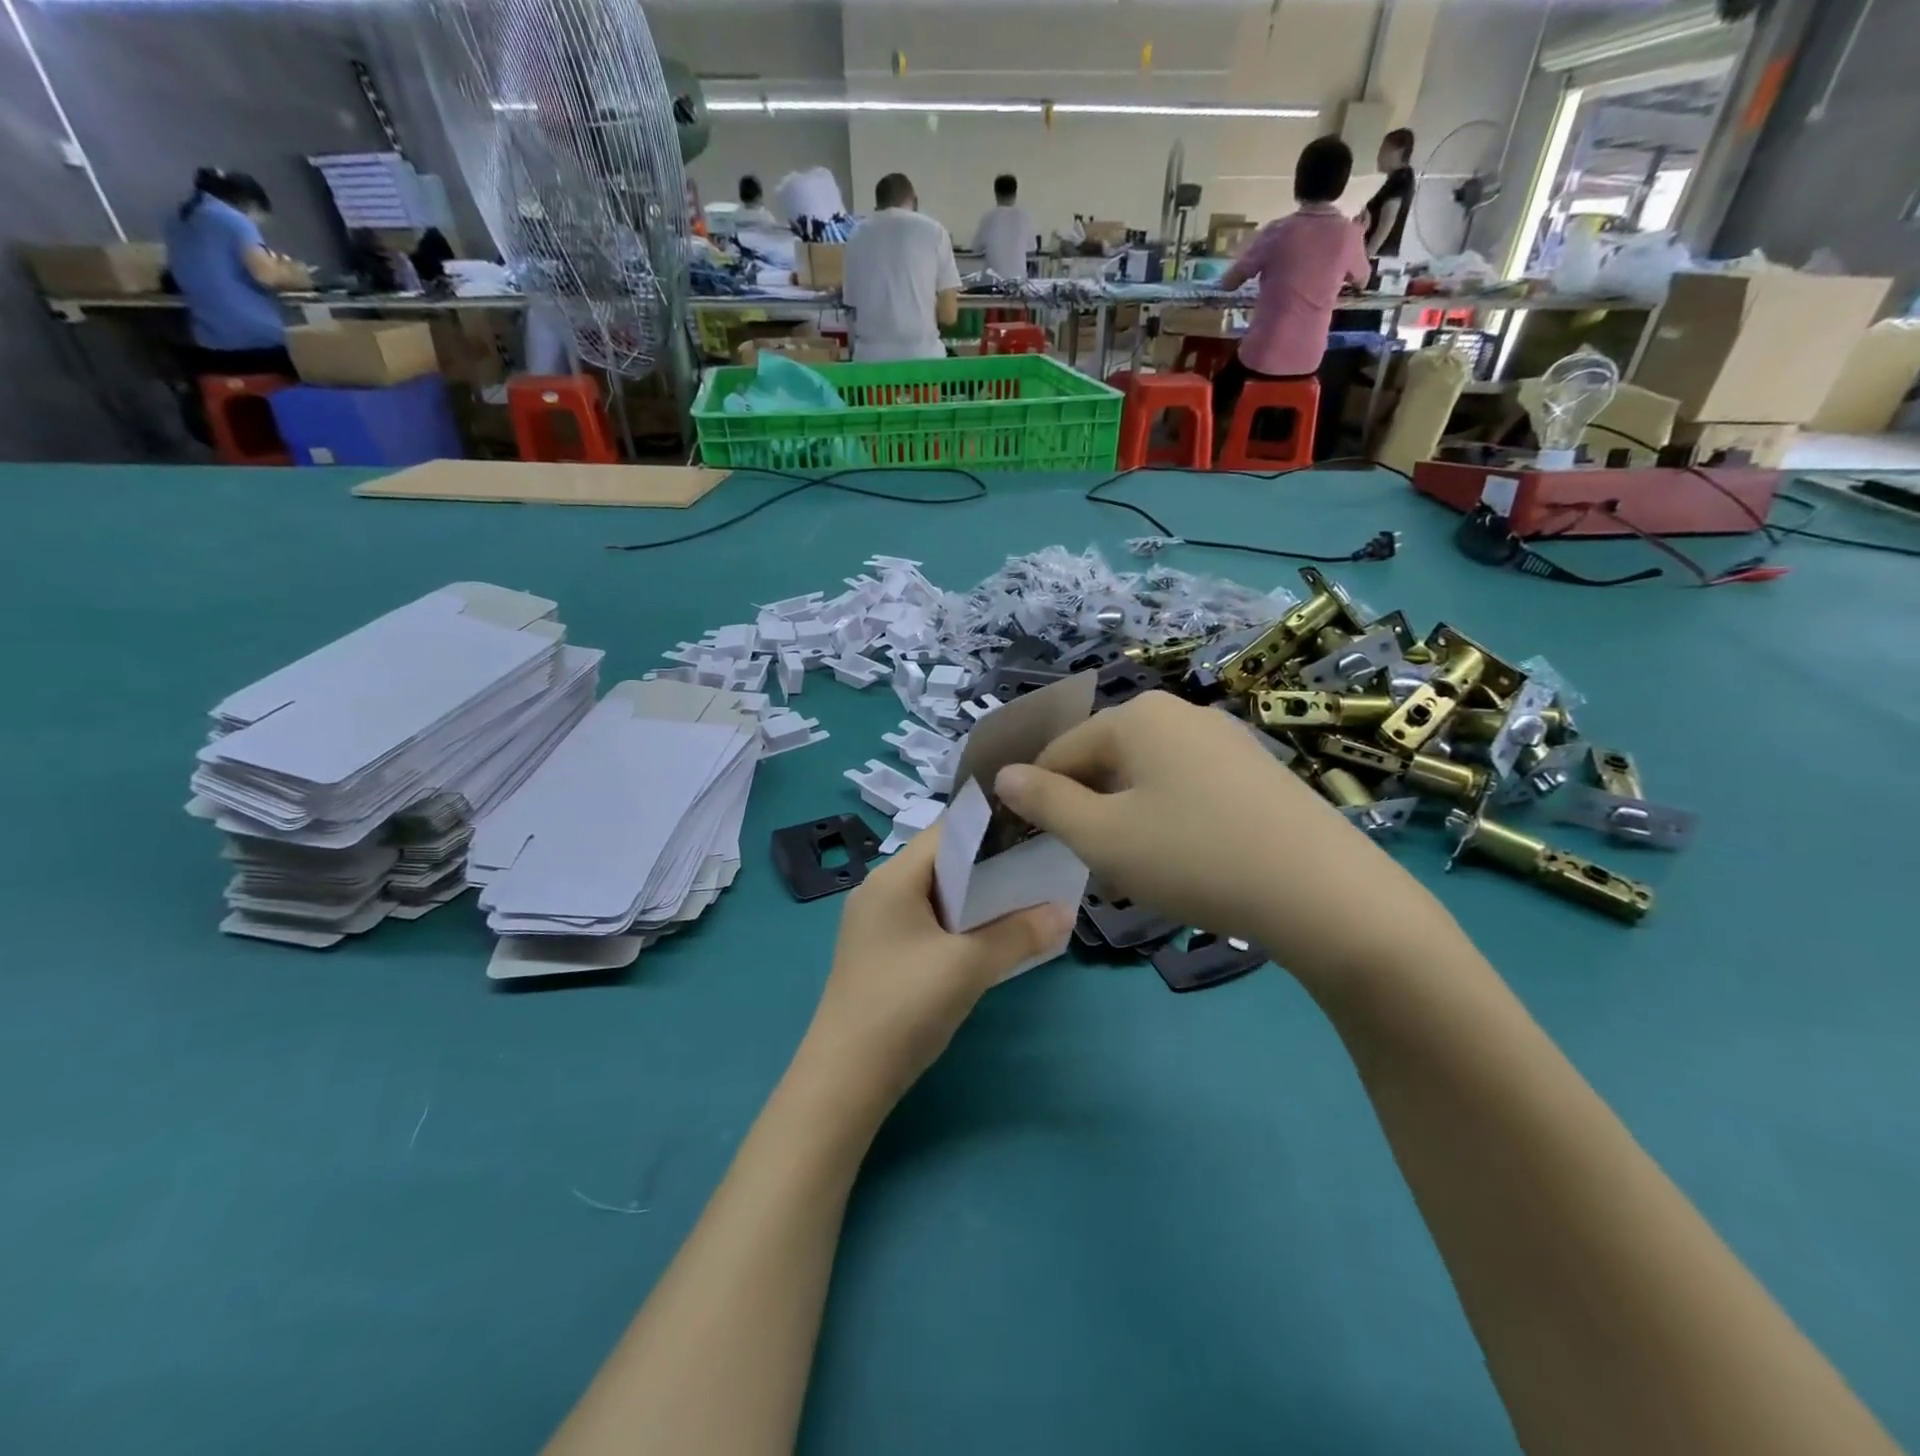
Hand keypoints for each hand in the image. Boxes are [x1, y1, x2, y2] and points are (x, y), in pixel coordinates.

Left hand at [797, 826, 1073, 1112]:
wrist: (845, 1080)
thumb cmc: (905, 1007)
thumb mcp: (969, 967)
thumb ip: (1019, 934)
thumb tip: (1067, 910)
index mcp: (892, 877)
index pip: (948, 832)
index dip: (992, 830)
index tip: (1035, 835)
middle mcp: (879, 890)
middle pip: (942, 862)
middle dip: (990, 867)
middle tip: (1039, 870)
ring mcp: (876, 923)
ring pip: (936, 894)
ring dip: (976, 899)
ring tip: (1024, 902)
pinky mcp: (880, 952)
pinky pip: (926, 921)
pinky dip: (958, 923)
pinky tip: (988, 939)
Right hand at [994, 692, 1456, 989]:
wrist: (1324, 893)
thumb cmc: (1193, 856)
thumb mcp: (1102, 837)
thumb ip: (1045, 803)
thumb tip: (1003, 775)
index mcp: (1138, 715)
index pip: (1061, 751)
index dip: (1040, 797)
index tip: (1039, 845)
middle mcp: (1180, 711)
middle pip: (1106, 757)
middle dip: (1088, 807)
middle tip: (1094, 862)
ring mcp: (1225, 736)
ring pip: (1147, 774)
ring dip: (1127, 815)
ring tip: (1140, 866)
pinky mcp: (1256, 769)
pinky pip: (1188, 785)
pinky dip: (1170, 816)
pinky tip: (1187, 857)